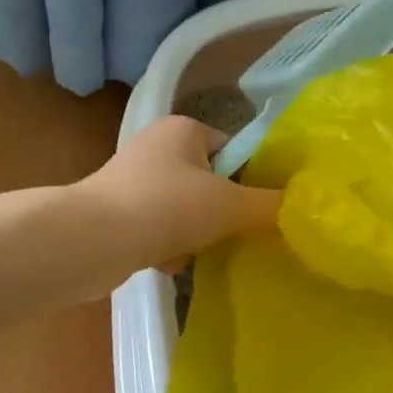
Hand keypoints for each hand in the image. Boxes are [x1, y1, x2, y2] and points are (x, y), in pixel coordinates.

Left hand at [76, 116, 281, 274]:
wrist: (90, 241)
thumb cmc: (165, 207)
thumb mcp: (230, 205)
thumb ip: (269, 205)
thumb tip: (302, 206)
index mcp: (184, 129)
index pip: (233, 149)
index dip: (250, 180)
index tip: (258, 211)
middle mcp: (158, 147)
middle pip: (211, 183)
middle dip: (220, 215)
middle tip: (230, 235)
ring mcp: (135, 180)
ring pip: (186, 210)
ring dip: (195, 235)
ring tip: (194, 252)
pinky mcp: (119, 212)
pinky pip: (160, 228)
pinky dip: (168, 246)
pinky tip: (167, 263)